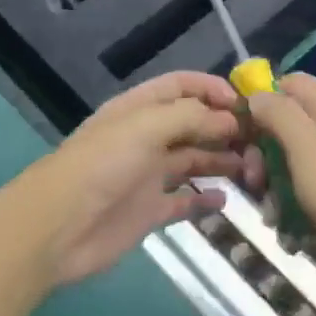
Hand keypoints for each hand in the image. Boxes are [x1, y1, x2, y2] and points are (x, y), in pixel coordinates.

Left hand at [27, 72, 259, 285]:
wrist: (55, 229)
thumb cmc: (101, 165)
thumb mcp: (146, 127)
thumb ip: (192, 117)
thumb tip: (231, 118)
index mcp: (140, 109)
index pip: (181, 86)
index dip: (212, 88)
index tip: (244, 103)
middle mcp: (147, 137)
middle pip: (193, 123)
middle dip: (225, 127)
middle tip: (259, 140)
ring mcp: (148, 175)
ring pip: (194, 160)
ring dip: (222, 160)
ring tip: (252, 168)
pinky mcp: (149, 210)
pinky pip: (185, 200)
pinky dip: (205, 199)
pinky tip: (225, 200)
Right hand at [246, 73, 315, 283]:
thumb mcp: (305, 145)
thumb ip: (279, 113)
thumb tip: (256, 95)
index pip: (290, 84)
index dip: (262, 99)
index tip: (241, 130)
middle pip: (287, 127)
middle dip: (263, 156)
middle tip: (255, 182)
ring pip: (293, 167)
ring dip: (276, 192)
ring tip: (275, 219)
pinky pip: (308, 197)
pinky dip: (295, 215)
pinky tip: (293, 237)